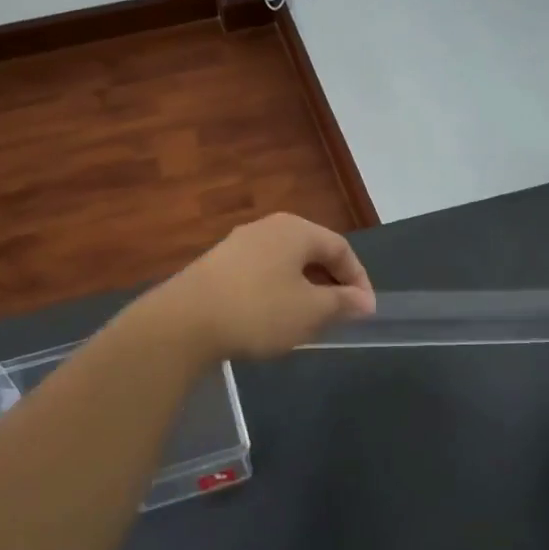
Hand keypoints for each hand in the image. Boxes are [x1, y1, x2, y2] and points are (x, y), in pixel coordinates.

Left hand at [149, 213, 375, 360]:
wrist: (184, 322)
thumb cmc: (258, 311)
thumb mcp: (310, 312)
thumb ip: (342, 303)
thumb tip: (364, 300)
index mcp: (296, 230)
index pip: (340, 248)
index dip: (359, 279)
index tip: (365, 311)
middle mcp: (269, 227)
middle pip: (312, 251)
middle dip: (331, 283)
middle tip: (340, 315)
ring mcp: (239, 243)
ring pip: (285, 263)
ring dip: (304, 288)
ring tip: (308, 320)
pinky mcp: (217, 264)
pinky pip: (261, 272)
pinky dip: (277, 291)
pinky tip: (271, 318)